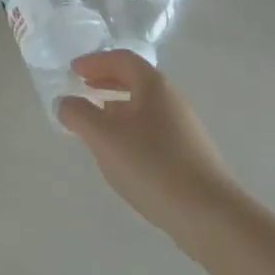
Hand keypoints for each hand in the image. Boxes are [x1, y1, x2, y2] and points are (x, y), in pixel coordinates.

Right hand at [58, 52, 237, 244]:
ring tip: (96, 121)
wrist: (209, 215)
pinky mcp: (188, 153)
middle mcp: (172, 99)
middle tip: (82, 89)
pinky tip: (121, 152)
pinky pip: (152, 128)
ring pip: (144, 106)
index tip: (73, 71)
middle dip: (106, 81)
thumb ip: (79, 114)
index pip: (122, 59)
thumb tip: (66, 102)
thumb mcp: (104, 137)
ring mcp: (184, 127)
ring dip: (117, 106)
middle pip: (135, 79)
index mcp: (154, 86)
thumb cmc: (152, 165)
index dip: (95, 61)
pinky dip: (130, 128)